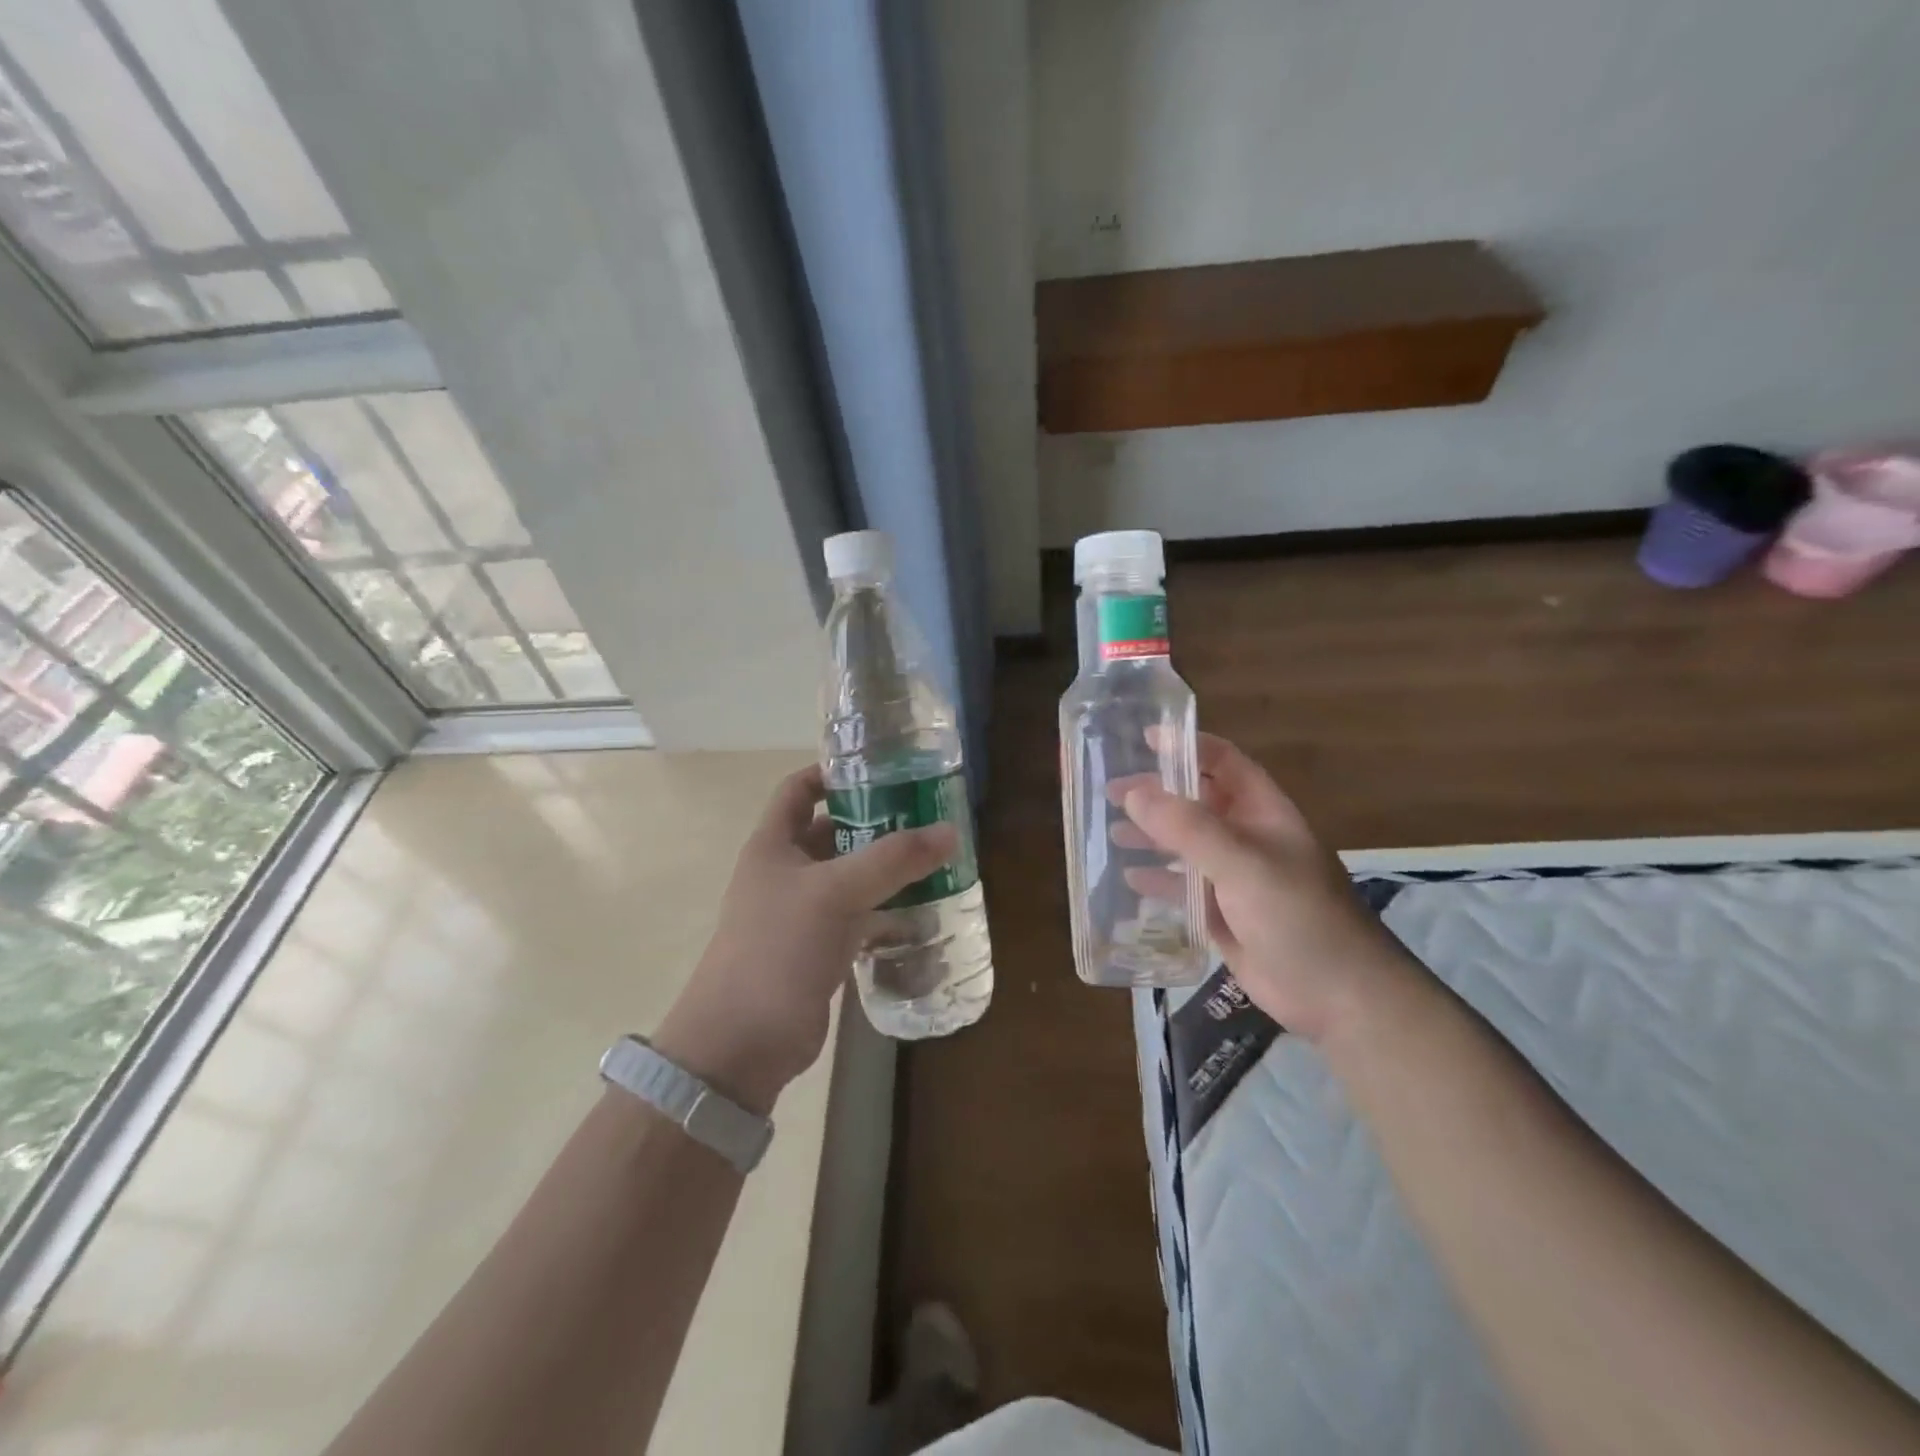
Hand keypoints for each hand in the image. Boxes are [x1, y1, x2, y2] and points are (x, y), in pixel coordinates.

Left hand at [656, 765, 956, 1112]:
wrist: (742, 1042)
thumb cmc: (777, 949)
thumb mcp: (835, 893)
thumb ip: (893, 860)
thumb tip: (950, 832)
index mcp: (774, 844)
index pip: (799, 789)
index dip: (833, 772)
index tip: (882, 767)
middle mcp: (787, 871)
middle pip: (833, 831)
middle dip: (875, 821)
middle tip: (926, 813)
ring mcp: (803, 912)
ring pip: (851, 876)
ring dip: (887, 867)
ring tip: (937, 856)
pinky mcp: (821, 948)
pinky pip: (860, 915)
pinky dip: (888, 908)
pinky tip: (925, 907)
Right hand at [1119, 733, 1411, 1041]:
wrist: (1338, 995)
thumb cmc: (1298, 916)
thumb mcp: (1243, 864)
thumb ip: (1189, 828)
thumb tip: (1135, 794)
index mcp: (1261, 812)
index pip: (1222, 762)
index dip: (1187, 746)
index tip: (1144, 739)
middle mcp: (1246, 837)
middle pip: (1196, 801)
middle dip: (1156, 793)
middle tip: (1111, 791)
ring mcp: (1234, 877)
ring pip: (1185, 845)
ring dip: (1151, 835)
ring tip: (1111, 831)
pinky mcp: (1223, 915)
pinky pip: (1183, 888)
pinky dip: (1158, 880)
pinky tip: (1129, 880)